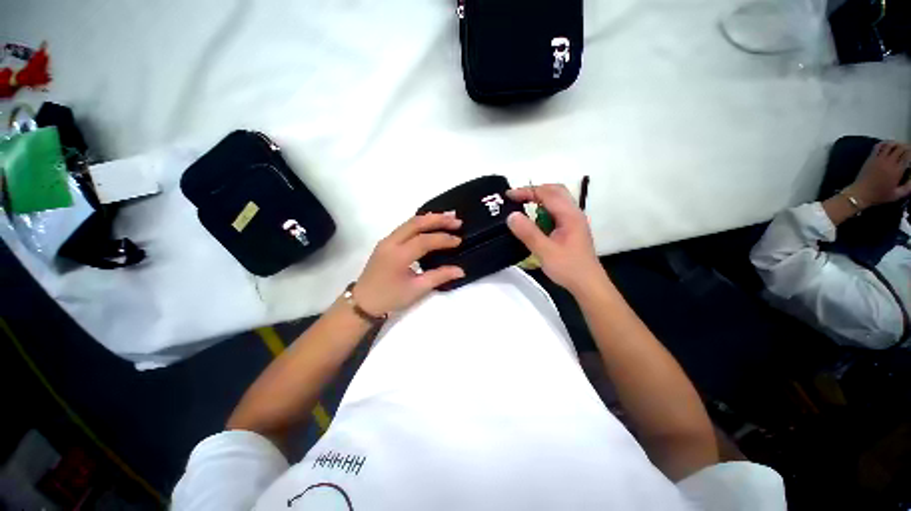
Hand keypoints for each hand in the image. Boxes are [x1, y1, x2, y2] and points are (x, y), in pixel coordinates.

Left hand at [353, 213, 464, 315]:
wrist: (363, 302)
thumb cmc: (390, 297)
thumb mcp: (417, 289)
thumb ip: (439, 277)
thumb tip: (460, 271)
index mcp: (398, 256)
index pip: (424, 241)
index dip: (443, 239)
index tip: (459, 240)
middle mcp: (391, 243)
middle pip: (416, 223)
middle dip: (438, 219)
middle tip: (456, 220)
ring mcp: (387, 240)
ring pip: (410, 222)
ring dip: (429, 218)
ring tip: (448, 218)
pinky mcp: (386, 242)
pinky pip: (405, 227)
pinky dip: (420, 223)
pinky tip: (431, 224)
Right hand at [506, 184, 601, 292]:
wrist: (588, 284)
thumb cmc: (568, 268)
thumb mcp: (545, 251)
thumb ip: (528, 233)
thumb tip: (511, 215)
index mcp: (569, 215)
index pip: (547, 193)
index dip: (527, 191)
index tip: (509, 196)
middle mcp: (574, 213)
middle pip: (555, 191)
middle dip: (534, 191)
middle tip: (516, 198)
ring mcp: (574, 221)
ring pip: (556, 201)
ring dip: (539, 200)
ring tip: (522, 206)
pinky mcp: (571, 229)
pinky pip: (556, 211)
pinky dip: (543, 210)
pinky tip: (534, 221)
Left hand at [846, 141, 910, 207]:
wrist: (861, 194)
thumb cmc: (879, 196)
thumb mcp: (897, 195)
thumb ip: (908, 187)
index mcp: (897, 170)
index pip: (908, 156)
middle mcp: (889, 162)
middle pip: (900, 148)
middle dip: (906, 147)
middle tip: (909, 149)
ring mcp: (879, 159)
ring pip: (890, 145)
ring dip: (896, 143)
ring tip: (900, 145)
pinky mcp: (870, 158)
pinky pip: (878, 146)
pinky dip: (884, 143)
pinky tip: (887, 144)